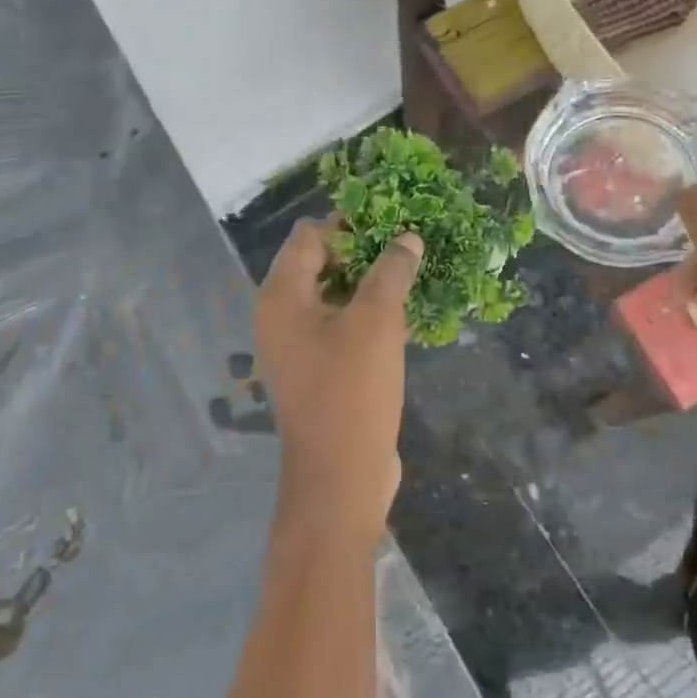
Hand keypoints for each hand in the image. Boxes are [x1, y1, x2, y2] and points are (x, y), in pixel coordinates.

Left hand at [255, 219, 422, 531]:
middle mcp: (281, 317)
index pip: (309, 236)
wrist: (340, 475)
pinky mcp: (320, 371)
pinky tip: (407, 316)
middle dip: (364, 253)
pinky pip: (343, 328)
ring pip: (336, 298)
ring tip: (415, 275)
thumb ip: (391, 272)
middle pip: (321, 264)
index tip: (393, 222)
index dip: (349, 223)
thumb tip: (406, 238)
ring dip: (371, 285)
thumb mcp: (377, 322)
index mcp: (281, 296)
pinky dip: (369, 317)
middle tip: (410, 247)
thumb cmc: (351, 391)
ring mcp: (299, 347)